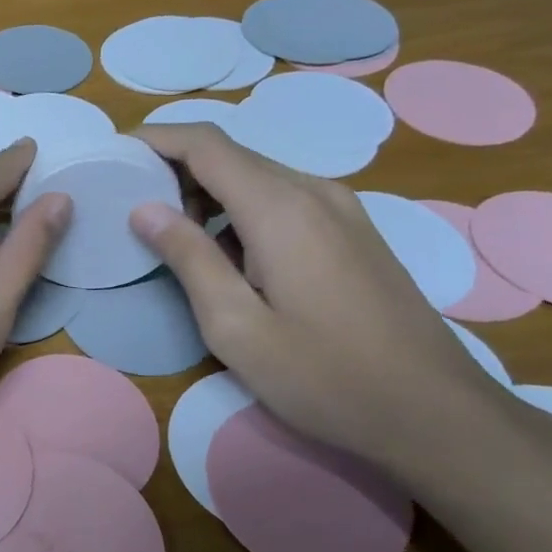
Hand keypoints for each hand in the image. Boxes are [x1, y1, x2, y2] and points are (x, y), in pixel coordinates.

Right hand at [128, 123, 505, 469]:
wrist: (436, 414)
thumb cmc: (324, 376)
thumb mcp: (235, 326)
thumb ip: (188, 258)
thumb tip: (144, 209)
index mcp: (280, 207)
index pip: (205, 143)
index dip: (155, 138)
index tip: (115, 153)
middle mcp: (314, 191)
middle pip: (231, 155)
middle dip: (176, 169)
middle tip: (134, 207)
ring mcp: (342, 210)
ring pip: (258, 177)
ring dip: (209, 193)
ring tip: (175, 236)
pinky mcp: (355, 232)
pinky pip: (284, 199)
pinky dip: (241, 210)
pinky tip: (230, 255)